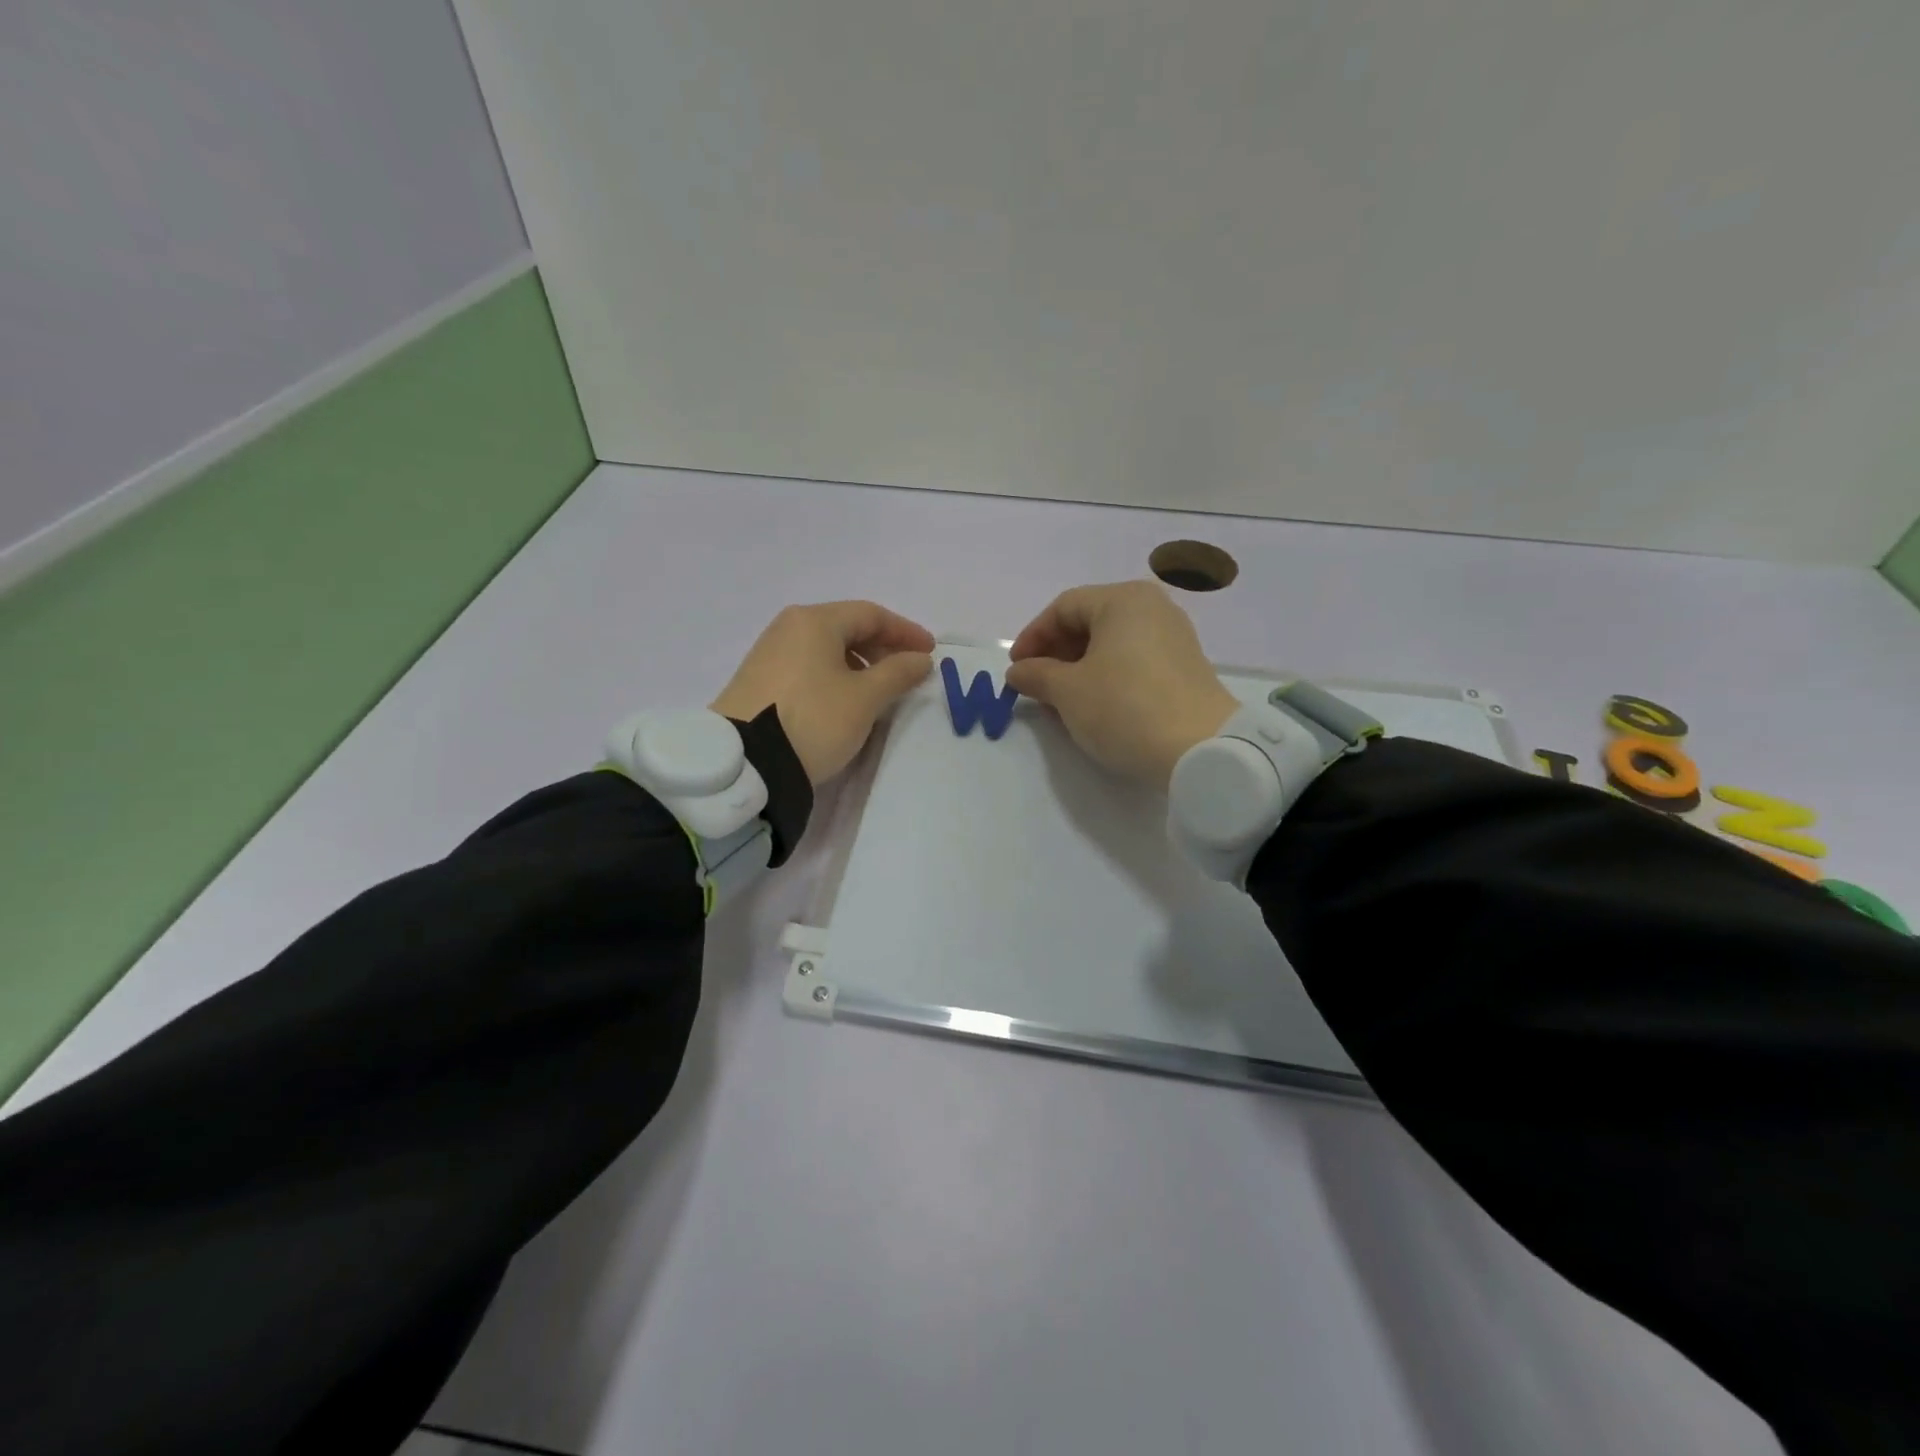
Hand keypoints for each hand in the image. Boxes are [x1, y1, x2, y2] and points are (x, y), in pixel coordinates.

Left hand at [712, 602, 935, 784]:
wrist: (746, 763)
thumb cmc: (814, 719)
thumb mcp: (865, 698)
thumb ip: (898, 673)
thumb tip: (920, 659)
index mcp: (815, 621)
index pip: (871, 614)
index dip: (905, 631)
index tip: (929, 652)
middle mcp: (788, 627)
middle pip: (846, 627)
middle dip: (882, 647)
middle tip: (907, 671)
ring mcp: (769, 653)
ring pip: (826, 648)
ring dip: (860, 663)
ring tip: (878, 690)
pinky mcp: (758, 679)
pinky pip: (808, 666)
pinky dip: (834, 675)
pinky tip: (844, 700)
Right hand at [1005, 581, 1237, 786]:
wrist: (1202, 750)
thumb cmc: (1124, 708)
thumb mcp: (1068, 692)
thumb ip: (1037, 675)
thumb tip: (1018, 672)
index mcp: (1123, 600)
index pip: (1063, 607)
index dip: (1033, 637)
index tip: (1016, 670)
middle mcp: (1152, 608)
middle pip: (1089, 622)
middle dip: (1056, 655)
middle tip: (1036, 688)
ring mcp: (1173, 638)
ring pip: (1111, 645)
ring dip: (1078, 670)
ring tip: (1061, 703)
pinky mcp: (1185, 668)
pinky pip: (1133, 661)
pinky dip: (1106, 678)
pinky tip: (1094, 708)